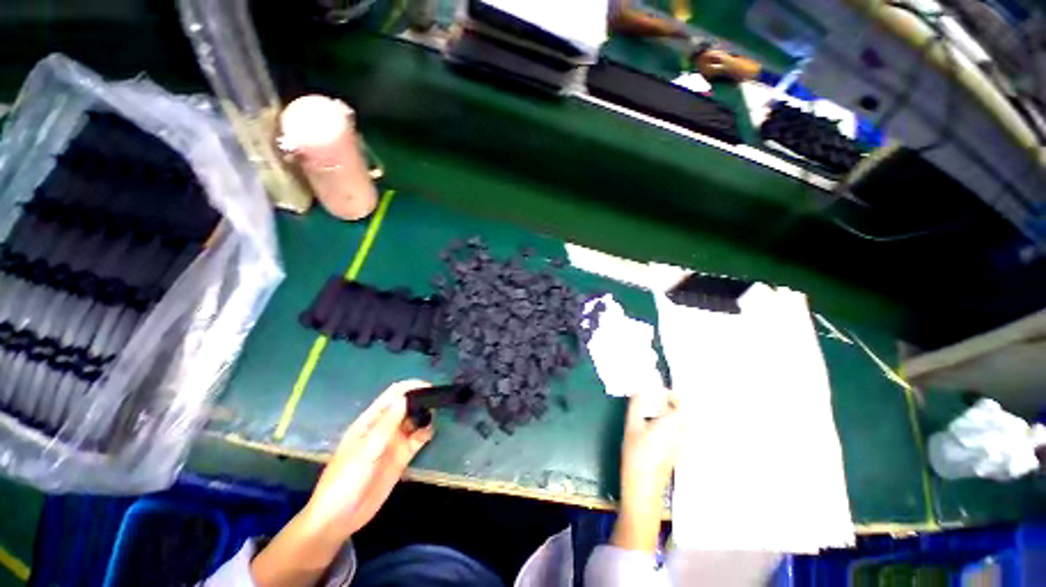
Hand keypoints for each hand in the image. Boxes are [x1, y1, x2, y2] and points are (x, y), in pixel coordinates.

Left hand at [304, 379, 434, 539]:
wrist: (340, 518)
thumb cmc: (346, 479)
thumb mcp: (367, 449)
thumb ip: (387, 424)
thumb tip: (405, 398)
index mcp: (371, 420)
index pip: (393, 394)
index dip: (410, 387)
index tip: (429, 387)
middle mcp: (384, 427)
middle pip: (406, 405)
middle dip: (421, 400)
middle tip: (439, 400)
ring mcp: (393, 442)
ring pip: (414, 421)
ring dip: (425, 416)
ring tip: (439, 413)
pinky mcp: (401, 457)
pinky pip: (417, 439)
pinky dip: (426, 433)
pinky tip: (432, 432)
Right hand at [612, 390, 681, 552]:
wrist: (643, 487)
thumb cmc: (637, 454)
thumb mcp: (632, 425)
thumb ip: (637, 405)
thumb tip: (641, 389)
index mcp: (673, 423)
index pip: (681, 402)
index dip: (670, 394)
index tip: (656, 391)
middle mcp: (683, 433)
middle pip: (683, 412)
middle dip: (670, 403)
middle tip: (652, 399)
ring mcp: (683, 444)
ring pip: (681, 422)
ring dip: (670, 414)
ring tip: (652, 412)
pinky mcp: (679, 453)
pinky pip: (679, 432)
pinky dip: (670, 425)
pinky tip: (654, 428)